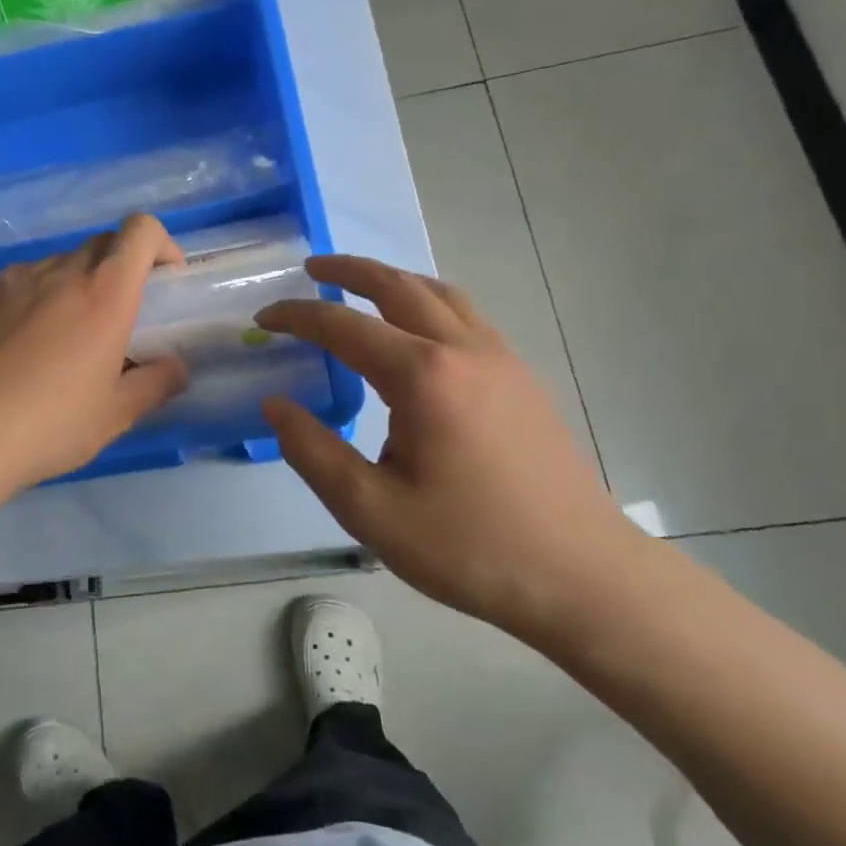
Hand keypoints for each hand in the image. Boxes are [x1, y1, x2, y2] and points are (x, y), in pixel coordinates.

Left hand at [0, 214, 190, 494]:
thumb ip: (156, 384)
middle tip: (122, 316)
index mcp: (105, 295)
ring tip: (70, 335)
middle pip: (104, 242)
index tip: (165, 282)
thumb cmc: (50, 425)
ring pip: (64, 261)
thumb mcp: (115, 415)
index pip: (140, 230)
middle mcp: (62, 273)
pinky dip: (43, 294)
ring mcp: (18, 280)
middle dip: (123, 267)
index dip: (161, 244)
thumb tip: (176, 367)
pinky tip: (29, 342)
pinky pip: (28, 279)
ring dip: (81, 282)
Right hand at [256, 255, 646, 641]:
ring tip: (360, 287)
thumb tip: (275, 404)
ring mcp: (502, 360)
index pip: (344, 326)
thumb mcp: (370, 510)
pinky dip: (428, 302)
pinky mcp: (522, 379)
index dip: (298, 316)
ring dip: (393, 281)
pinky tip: (417, 333)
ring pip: (440, 294)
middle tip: (311, 268)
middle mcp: (464, 351)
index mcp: (423, 377)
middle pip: (399, 286)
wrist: (581, 576)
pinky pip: (466, 316)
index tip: (263, 318)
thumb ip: (312, 451)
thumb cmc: (469, 547)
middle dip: (349, 271)